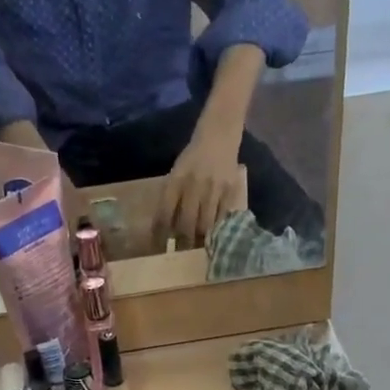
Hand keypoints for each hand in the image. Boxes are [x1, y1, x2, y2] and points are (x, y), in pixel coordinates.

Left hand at [155, 121, 242, 244]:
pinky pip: (222, 218)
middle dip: (182, 242)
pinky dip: (216, 229)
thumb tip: (165, 228)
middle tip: (180, 253)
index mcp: (176, 180)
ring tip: (197, 249)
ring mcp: (214, 189)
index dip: (161, 233)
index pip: (165, 213)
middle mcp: (194, 185)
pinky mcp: (230, 191)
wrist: (219, 135)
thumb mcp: (176, 173)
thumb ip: (171, 197)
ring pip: (206, 224)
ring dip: (200, 240)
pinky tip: (214, 236)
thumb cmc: (194, 157)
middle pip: (187, 223)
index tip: (159, 247)